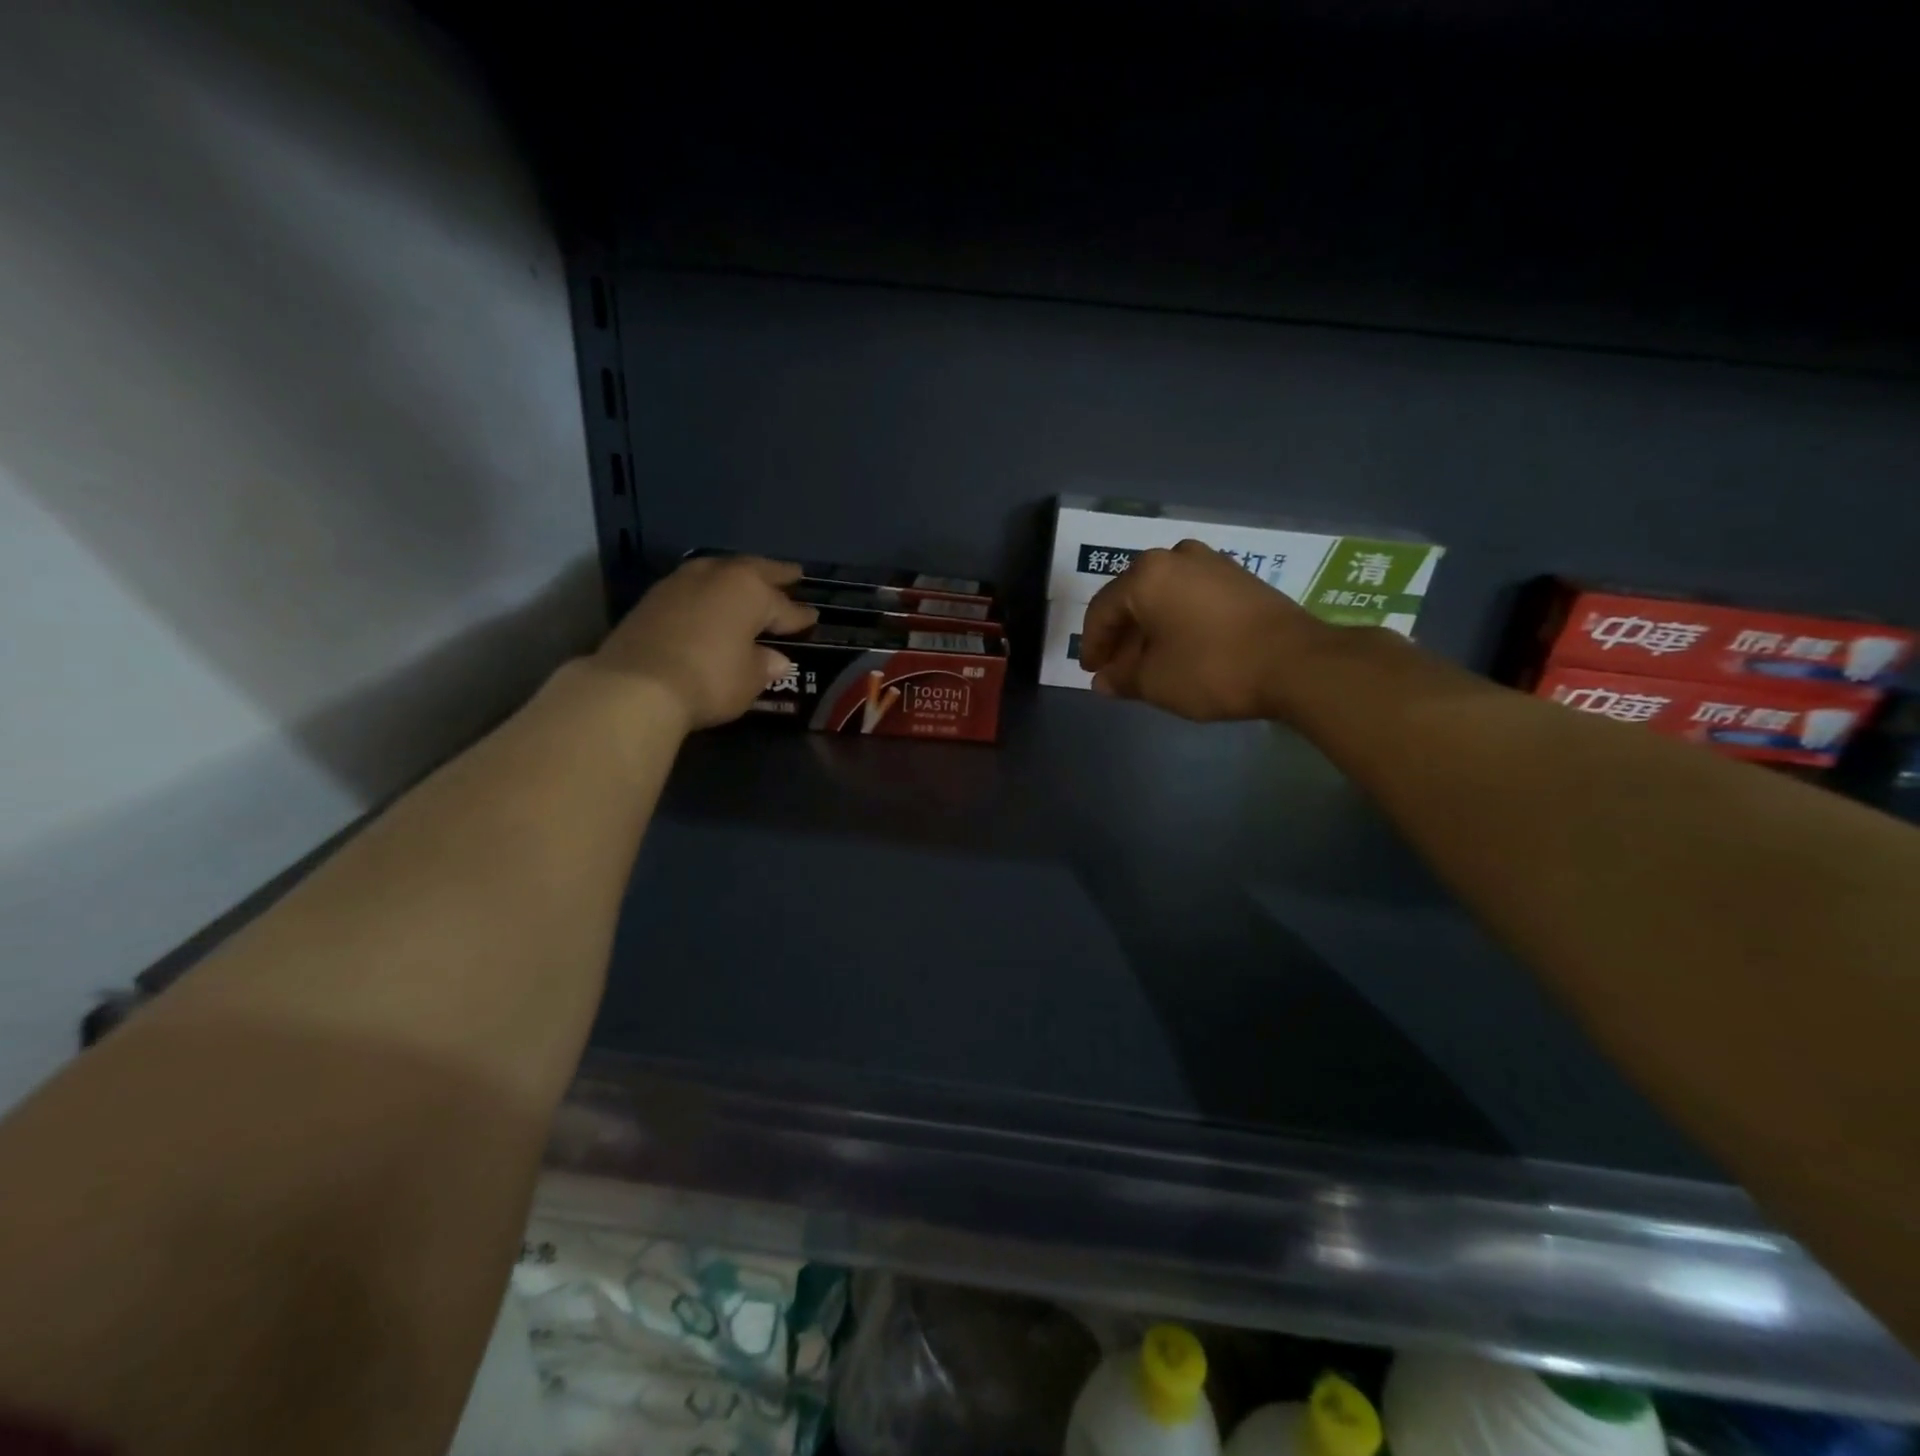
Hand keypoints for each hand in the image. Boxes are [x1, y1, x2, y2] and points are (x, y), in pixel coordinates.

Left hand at [592, 556, 817, 729]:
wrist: (636, 685)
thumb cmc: (709, 679)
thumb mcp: (748, 679)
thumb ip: (764, 665)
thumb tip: (775, 659)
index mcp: (750, 591)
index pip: (784, 606)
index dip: (800, 616)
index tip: (813, 618)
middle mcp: (717, 576)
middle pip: (754, 571)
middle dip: (775, 575)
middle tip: (794, 575)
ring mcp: (681, 582)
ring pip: (720, 571)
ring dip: (738, 576)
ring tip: (750, 582)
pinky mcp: (653, 597)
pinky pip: (694, 585)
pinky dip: (709, 590)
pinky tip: (712, 600)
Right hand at [1078, 540, 1333, 721]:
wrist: (1296, 663)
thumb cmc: (1211, 668)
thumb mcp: (1155, 682)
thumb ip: (1121, 679)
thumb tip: (1104, 680)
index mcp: (1146, 575)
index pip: (1102, 610)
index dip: (1092, 645)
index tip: (1092, 672)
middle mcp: (1176, 556)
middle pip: (1133, 598)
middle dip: (1121, 636)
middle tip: (1116, 669)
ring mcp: (1212, 563)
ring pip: (1164, 597)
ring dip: (1150, 629)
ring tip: (1148, 662)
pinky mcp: (1240, 577)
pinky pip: (1192, 597)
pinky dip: (1177, 621)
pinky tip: (1180, 648)